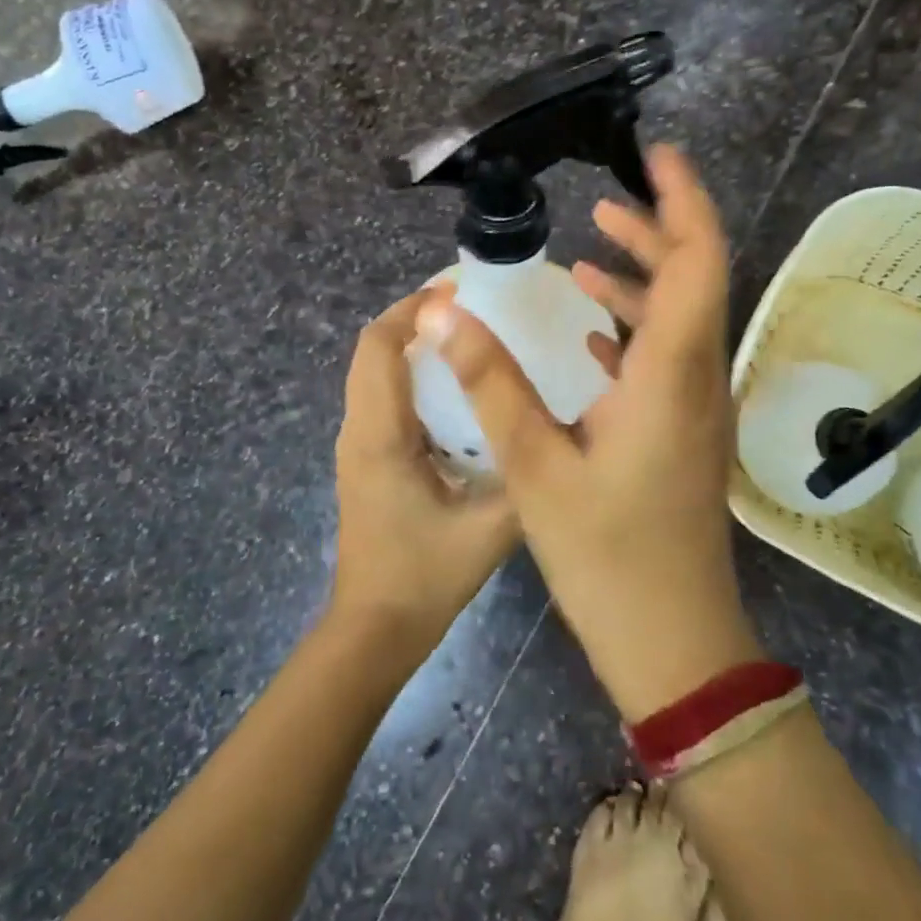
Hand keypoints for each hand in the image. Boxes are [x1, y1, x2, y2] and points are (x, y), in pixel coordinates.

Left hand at [330, 288, 521, 663]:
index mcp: (381, 434)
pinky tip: (457, 391)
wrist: (374, 630)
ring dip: (412, 345)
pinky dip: (411, 375)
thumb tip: (563, 428)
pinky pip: (382, 397)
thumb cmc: (425, 578)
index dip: (413, 309)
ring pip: (374, 372)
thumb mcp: (490, 529)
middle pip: (372, 350)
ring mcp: (357, 445)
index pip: (380, 346)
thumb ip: (525, 475)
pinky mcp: (366, 460)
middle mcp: (359, 429)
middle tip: (473, 309)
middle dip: (414, 318)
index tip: (460, 291)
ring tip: (469, 339)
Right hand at [412, 146, 761, 719]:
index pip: (698, 261)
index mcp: (673, 375)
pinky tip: (592, 335)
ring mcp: (696, 409)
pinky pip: (667, 360)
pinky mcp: (684, 434)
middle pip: (693, 281)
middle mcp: (698, 380)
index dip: (683, 201)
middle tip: (603, 204)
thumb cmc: (607, 557)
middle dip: (655, 232)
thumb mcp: (536, 467)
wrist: (673, 641)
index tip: (658, 154)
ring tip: (589, 254)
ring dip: (641, 282)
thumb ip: (493, 382)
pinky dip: (635, 330)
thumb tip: (446, 311)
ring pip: (679, 321)